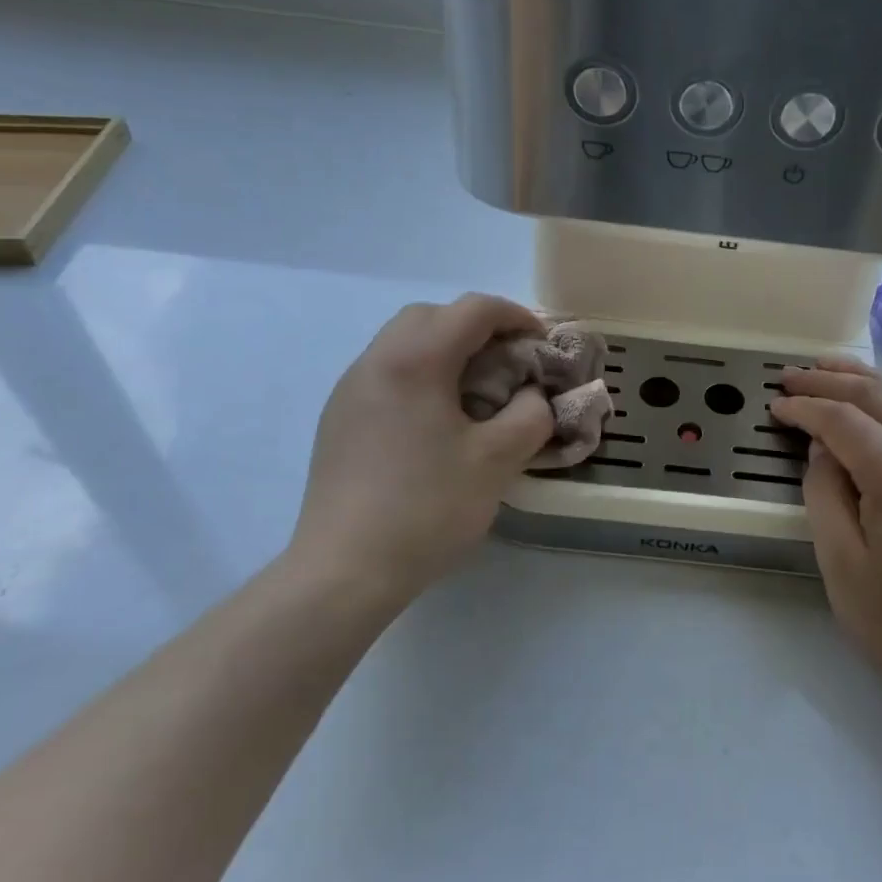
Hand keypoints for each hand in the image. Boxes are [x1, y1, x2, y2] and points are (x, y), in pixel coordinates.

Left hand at [286, 295, 554, 609]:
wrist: (343, 571)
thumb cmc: (427, 508)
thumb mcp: (498, 459)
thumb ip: (530, 414)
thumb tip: (529, 396)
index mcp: (414, 360)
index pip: (473, 310)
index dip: (516, 317)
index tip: (543, 344)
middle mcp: (375, 362)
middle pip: (431, 316)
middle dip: (477, 327)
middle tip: (508, 362)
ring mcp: (349, 391)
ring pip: (403, 343)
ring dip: (446, 350)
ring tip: (476, 390)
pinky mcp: (338, 420)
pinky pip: (386, 374)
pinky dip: (420, 375)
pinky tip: (436, 421)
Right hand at [772, 358, 881, 728]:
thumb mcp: (840, 563)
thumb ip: (824, 493)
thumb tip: (821, 448)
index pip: (845, 420)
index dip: (805, 407)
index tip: (773, 405)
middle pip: (880, 395)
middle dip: (831, 378)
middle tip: (790, 375)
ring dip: (866, 378)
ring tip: (827, 369)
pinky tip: (871, 406)